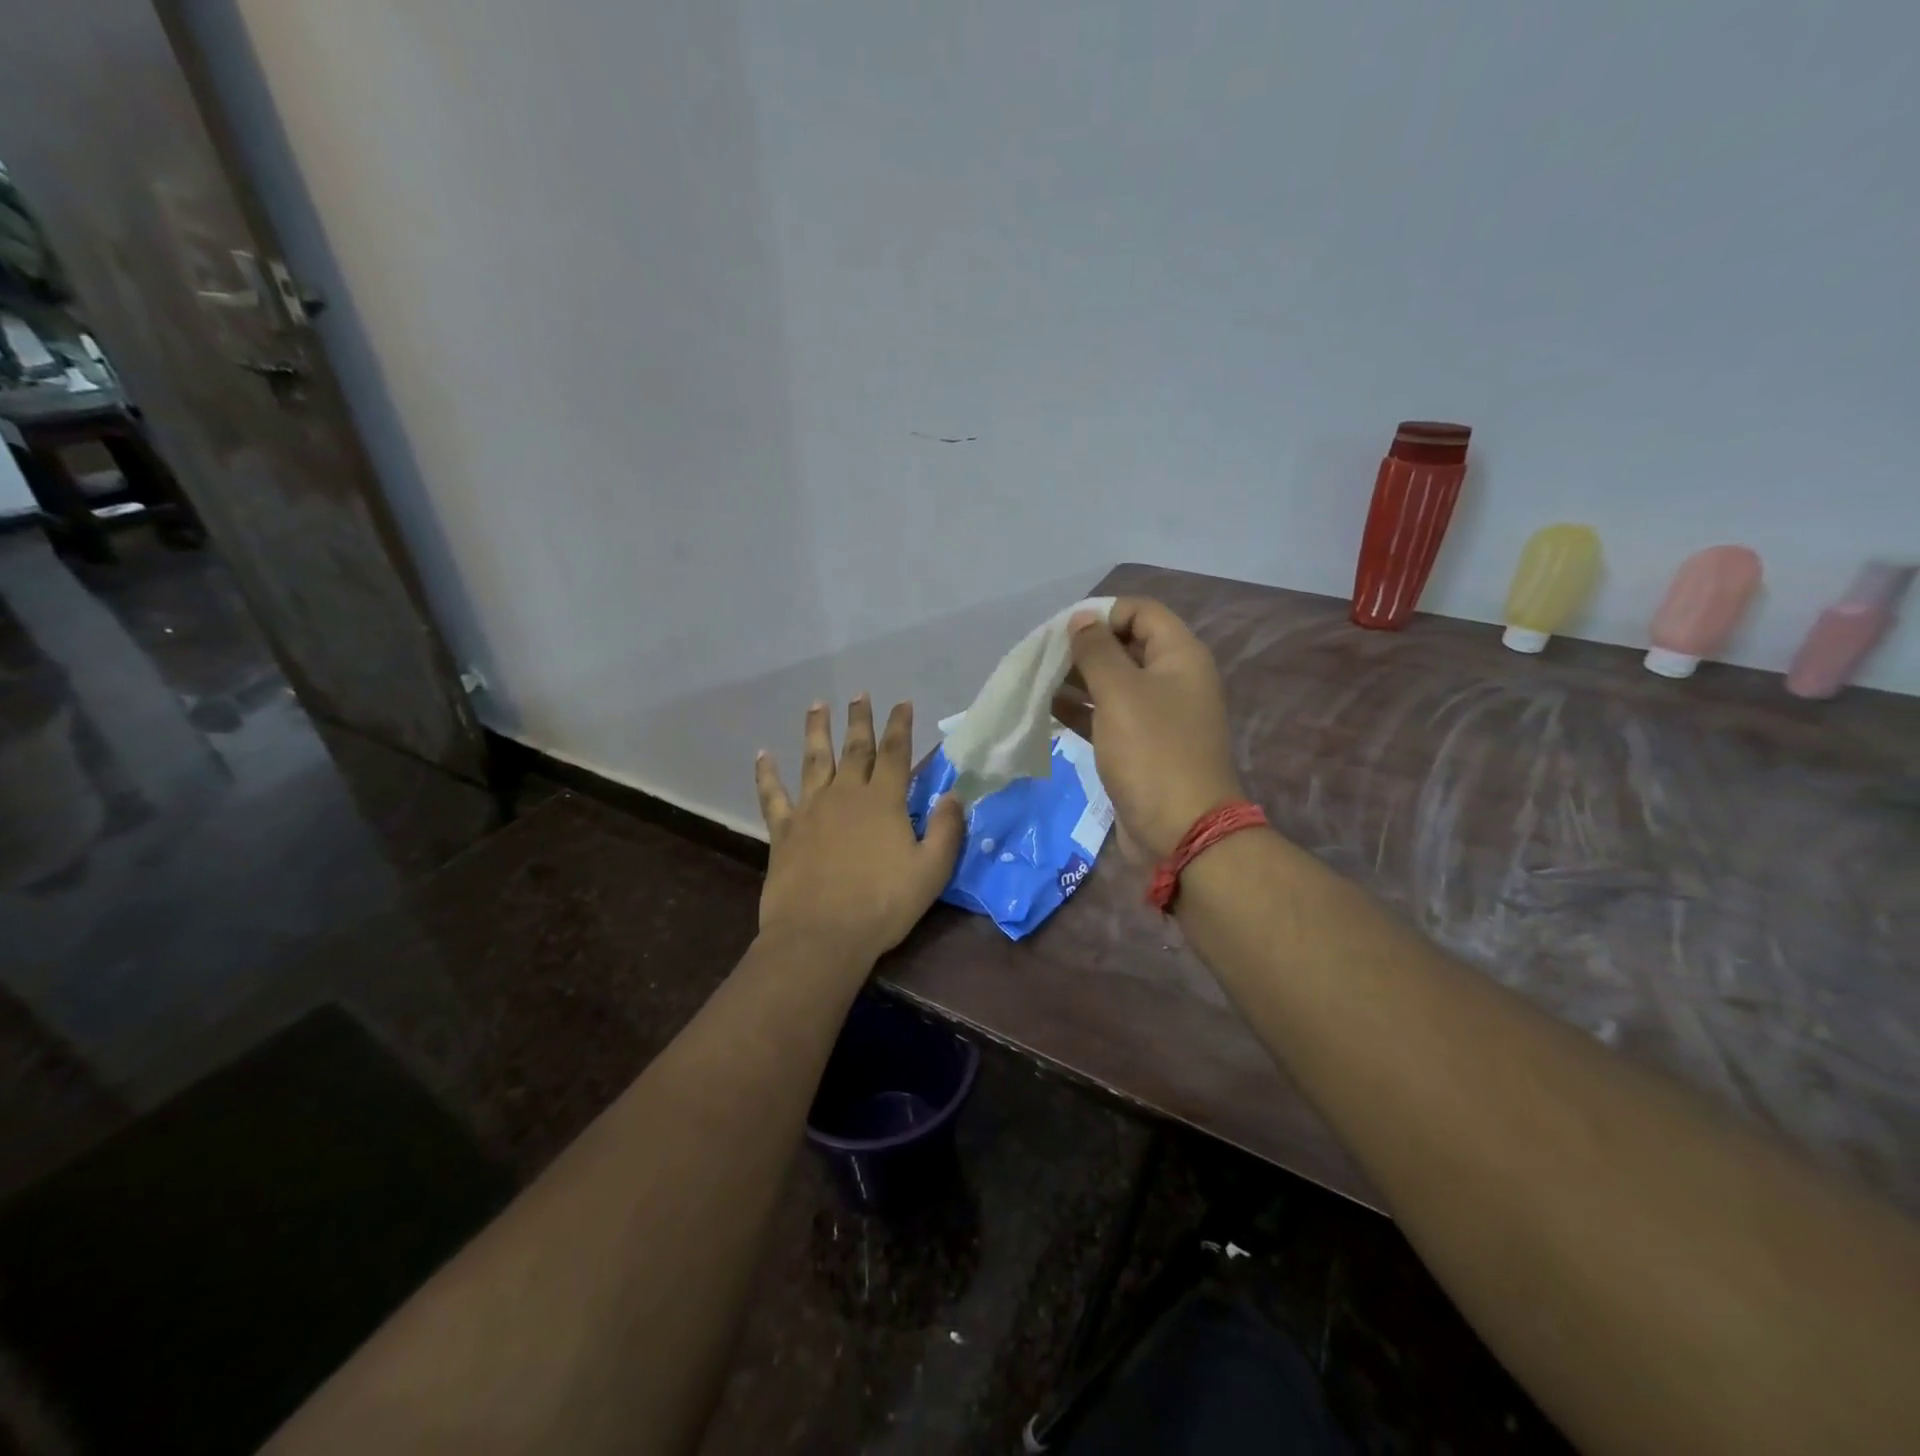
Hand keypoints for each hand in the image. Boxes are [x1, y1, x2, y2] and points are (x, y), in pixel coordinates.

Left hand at [754, 697, 965, 964]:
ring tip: (817, 705)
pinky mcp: (783, 830)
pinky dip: (766, 774)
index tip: (903, 703)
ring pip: (814, 760)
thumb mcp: (931, 871)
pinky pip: (772, 795)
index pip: (896, 753)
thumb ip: (946, 829)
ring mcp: (810, 809)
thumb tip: (954, 795)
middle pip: (855, 748)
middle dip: (860, 720)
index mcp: (884, 801)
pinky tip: (762, 755)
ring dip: (816, 730)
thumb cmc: (882, 905)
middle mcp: (846, 794)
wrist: (821, 935)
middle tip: (860, 694)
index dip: (900, 725)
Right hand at [1067, 597, 1245, 857]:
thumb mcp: (1120, 692)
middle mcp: (1173, 680)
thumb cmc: (1152, 752)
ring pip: (1113, 684)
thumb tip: (1082, 618)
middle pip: (1125, 647)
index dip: (1103, 613)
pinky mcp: (1141, 748)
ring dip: (1077, 680)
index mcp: (1180, 656)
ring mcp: (1158, 716)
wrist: (1181, 832)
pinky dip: (1081, 711)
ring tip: (1036, 681)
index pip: (1141, 612)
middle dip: (1084, 648)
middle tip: (1042, 657)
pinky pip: (1108, 717)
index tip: (1064, 630)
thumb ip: (1097, 650)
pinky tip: (1047, 709)